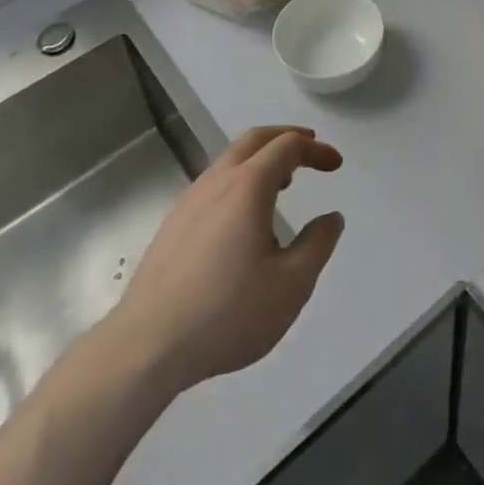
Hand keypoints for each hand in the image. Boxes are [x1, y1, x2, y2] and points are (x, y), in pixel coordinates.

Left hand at [105, 126, 344, 393]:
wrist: (147, 346)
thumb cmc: (227, 313)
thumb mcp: (291, 285)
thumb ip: (317, 245)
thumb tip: (331, 219)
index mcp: (247, 186)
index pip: (287, 146)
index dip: (315, 150)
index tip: (336, 166)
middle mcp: (216, 182)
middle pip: (254, 140)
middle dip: (286, 138)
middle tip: (310, 149)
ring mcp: (189, 201)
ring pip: (230, 160)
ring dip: (261, 159)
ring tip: (284, 182)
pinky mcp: (173, 225)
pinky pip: (214, 184)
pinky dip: (240, 180)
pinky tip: (245, 217)